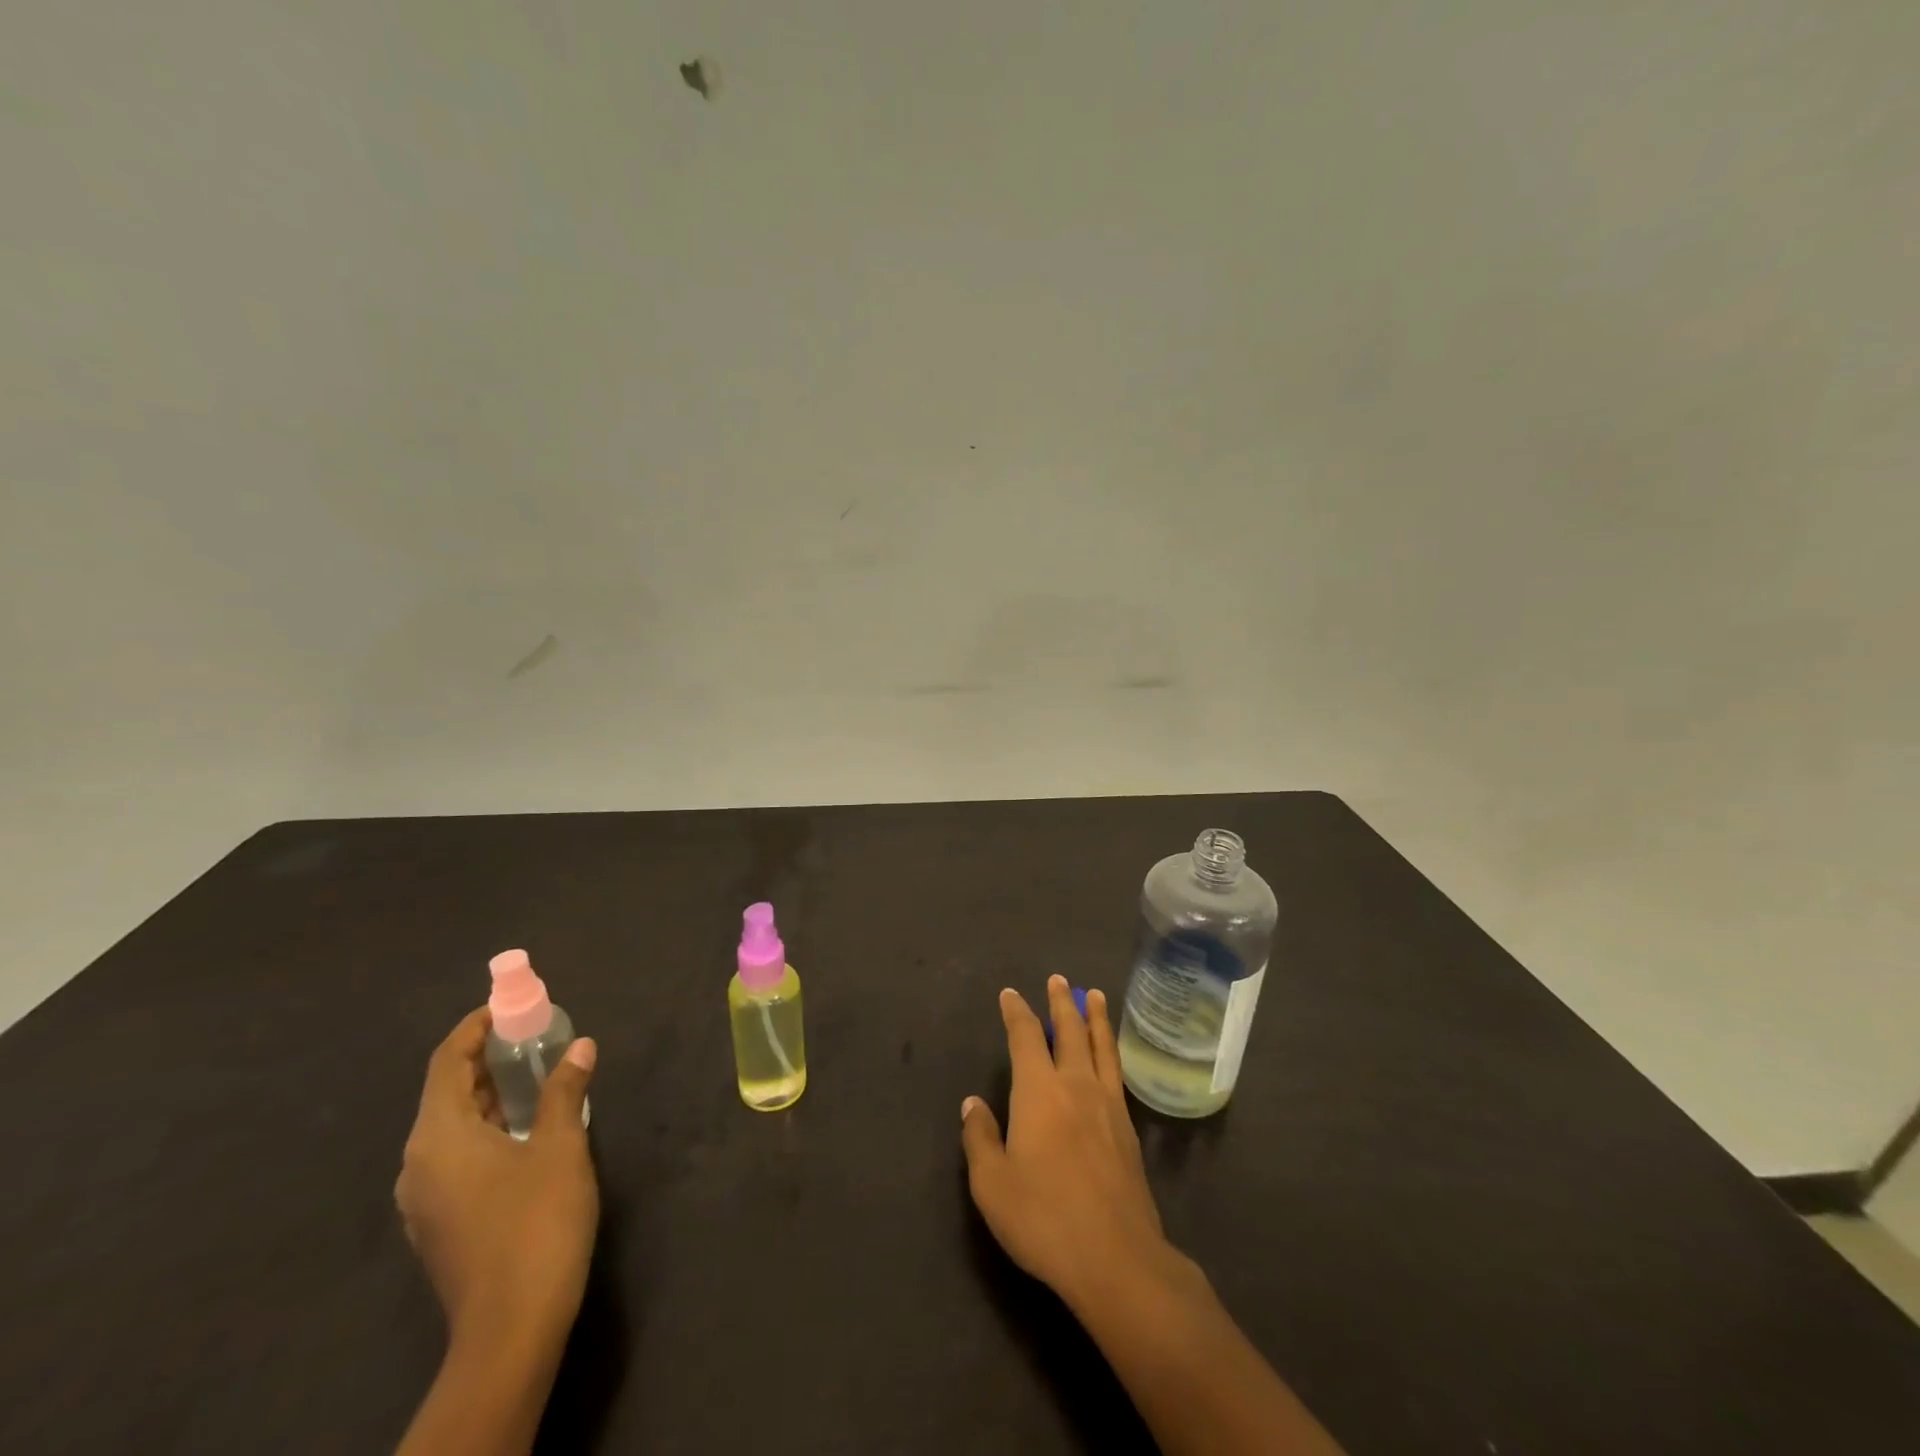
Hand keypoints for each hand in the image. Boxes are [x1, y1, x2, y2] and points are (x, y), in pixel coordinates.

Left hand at [395, 1008, 599, 1349]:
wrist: (511, 1326)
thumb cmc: (535, 1222)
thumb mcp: (559, 1146)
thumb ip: (565, 1090)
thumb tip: (581, 1046)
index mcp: (439, 1136)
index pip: (446, 1062)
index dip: (473, 1028)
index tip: (507, 1006)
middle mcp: (418, 1163)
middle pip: (444, 1093)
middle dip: (484, 1059)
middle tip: (529, 1035)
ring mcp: (423, 1198)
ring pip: (450, 1126)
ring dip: (487, 1094)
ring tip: (532, 1074)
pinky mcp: (439, 1222)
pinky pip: (455, 1155)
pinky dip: (485, 1127)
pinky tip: (523, 1129)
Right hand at [960, 976, 1180, 1310]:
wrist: (1116, 1258)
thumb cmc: (1044, 1218)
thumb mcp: (992, 1184)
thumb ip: (980, 1138)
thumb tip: (973, 1104)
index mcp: (1038, 1091)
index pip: (1025, 1037)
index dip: (1017, 1012)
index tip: (1010, 994)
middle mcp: (1076, 1085)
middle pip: (1070, 1031)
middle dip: (1061, 1002)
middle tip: (1059, 980)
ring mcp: (1107, 1105)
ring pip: (1101, 1046)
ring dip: (1095, 1018)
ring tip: (1094, 996)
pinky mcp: (1128, 1129)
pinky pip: (1117, 1073)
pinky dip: (1111, 1051)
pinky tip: (1110, 1056)